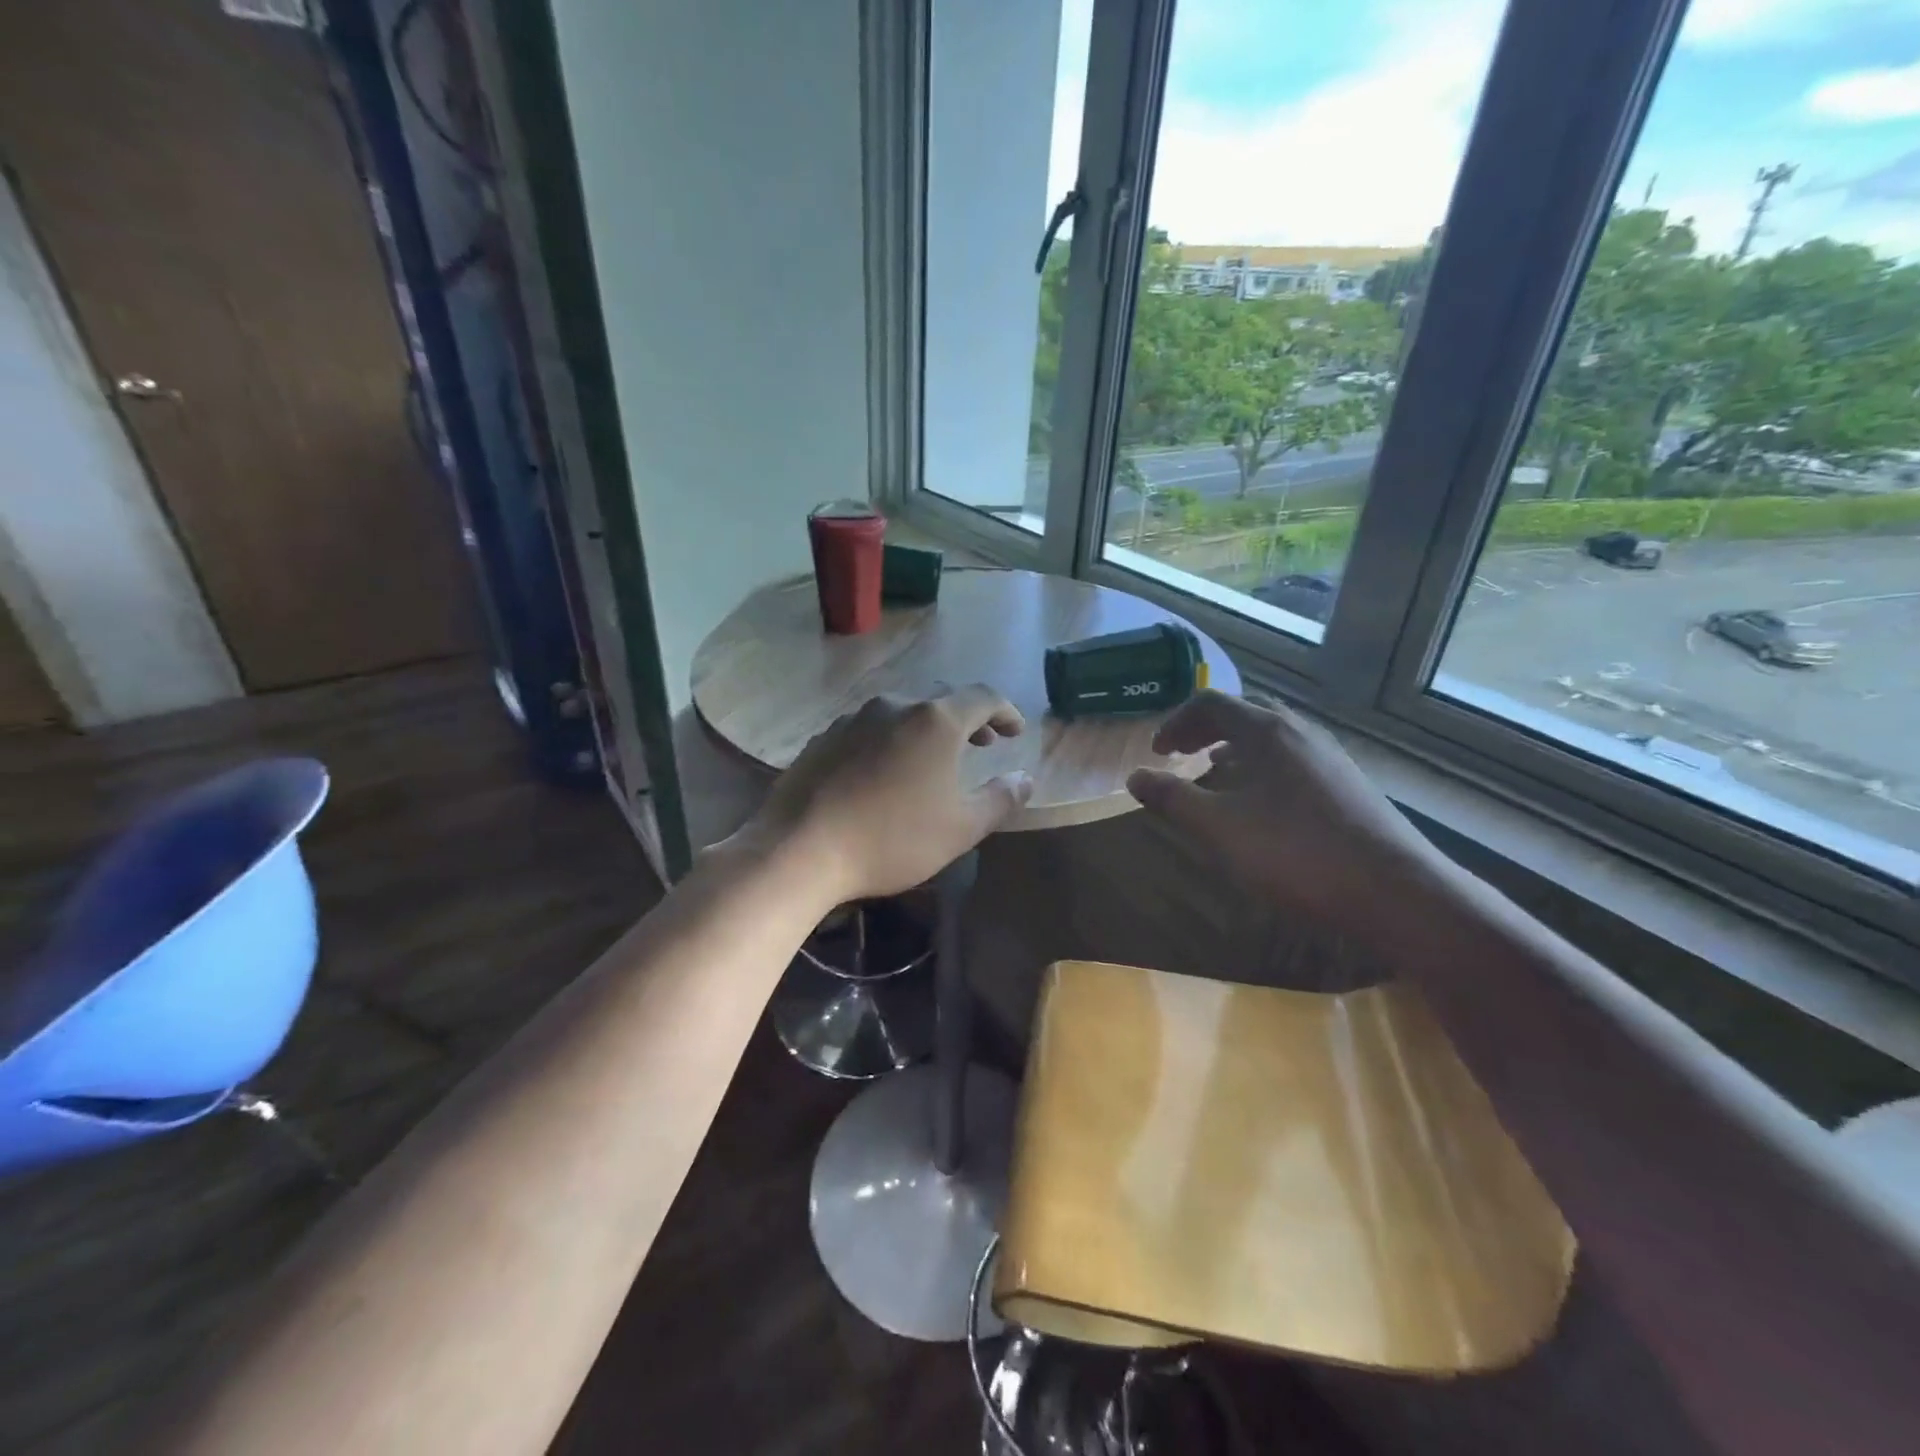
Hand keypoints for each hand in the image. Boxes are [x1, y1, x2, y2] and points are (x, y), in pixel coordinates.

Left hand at [745, 685, 1032, 904]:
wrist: (800, 848)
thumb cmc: (892, 838)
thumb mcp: (961, 828)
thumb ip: (1000, 799)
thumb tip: (1025, 778)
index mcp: (935, 721)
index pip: (982, 698)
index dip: (1005, 711)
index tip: (1015, 731)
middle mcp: (894, 706)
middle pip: (941, 701)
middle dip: (967, 720)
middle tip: (982, 744)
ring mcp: (853, 719)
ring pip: (902, 713)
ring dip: (926, 730)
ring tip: (933, 758)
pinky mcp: (823, 738)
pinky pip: (869, 729)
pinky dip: (890, 741)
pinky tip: (884, 771)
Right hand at [1126, 691, 1437, 921]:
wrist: (1395, 891)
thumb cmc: (1295, 853)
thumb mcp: (1218, 828)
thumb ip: (1172, 799)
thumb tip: (1134, 776)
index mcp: (1265, 731)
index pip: (1210, 703)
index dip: (1175, 722)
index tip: (1157, 751)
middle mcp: (1299, 732)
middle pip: (1244, 711)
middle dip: (1205, 728)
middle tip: (1181, 754)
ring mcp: (1329, 756)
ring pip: (1272, 735)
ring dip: (1235, 746)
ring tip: (1215, 771)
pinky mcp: (1348, 783)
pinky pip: (1292, 757)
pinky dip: (1263, 764)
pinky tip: (1261, 801)